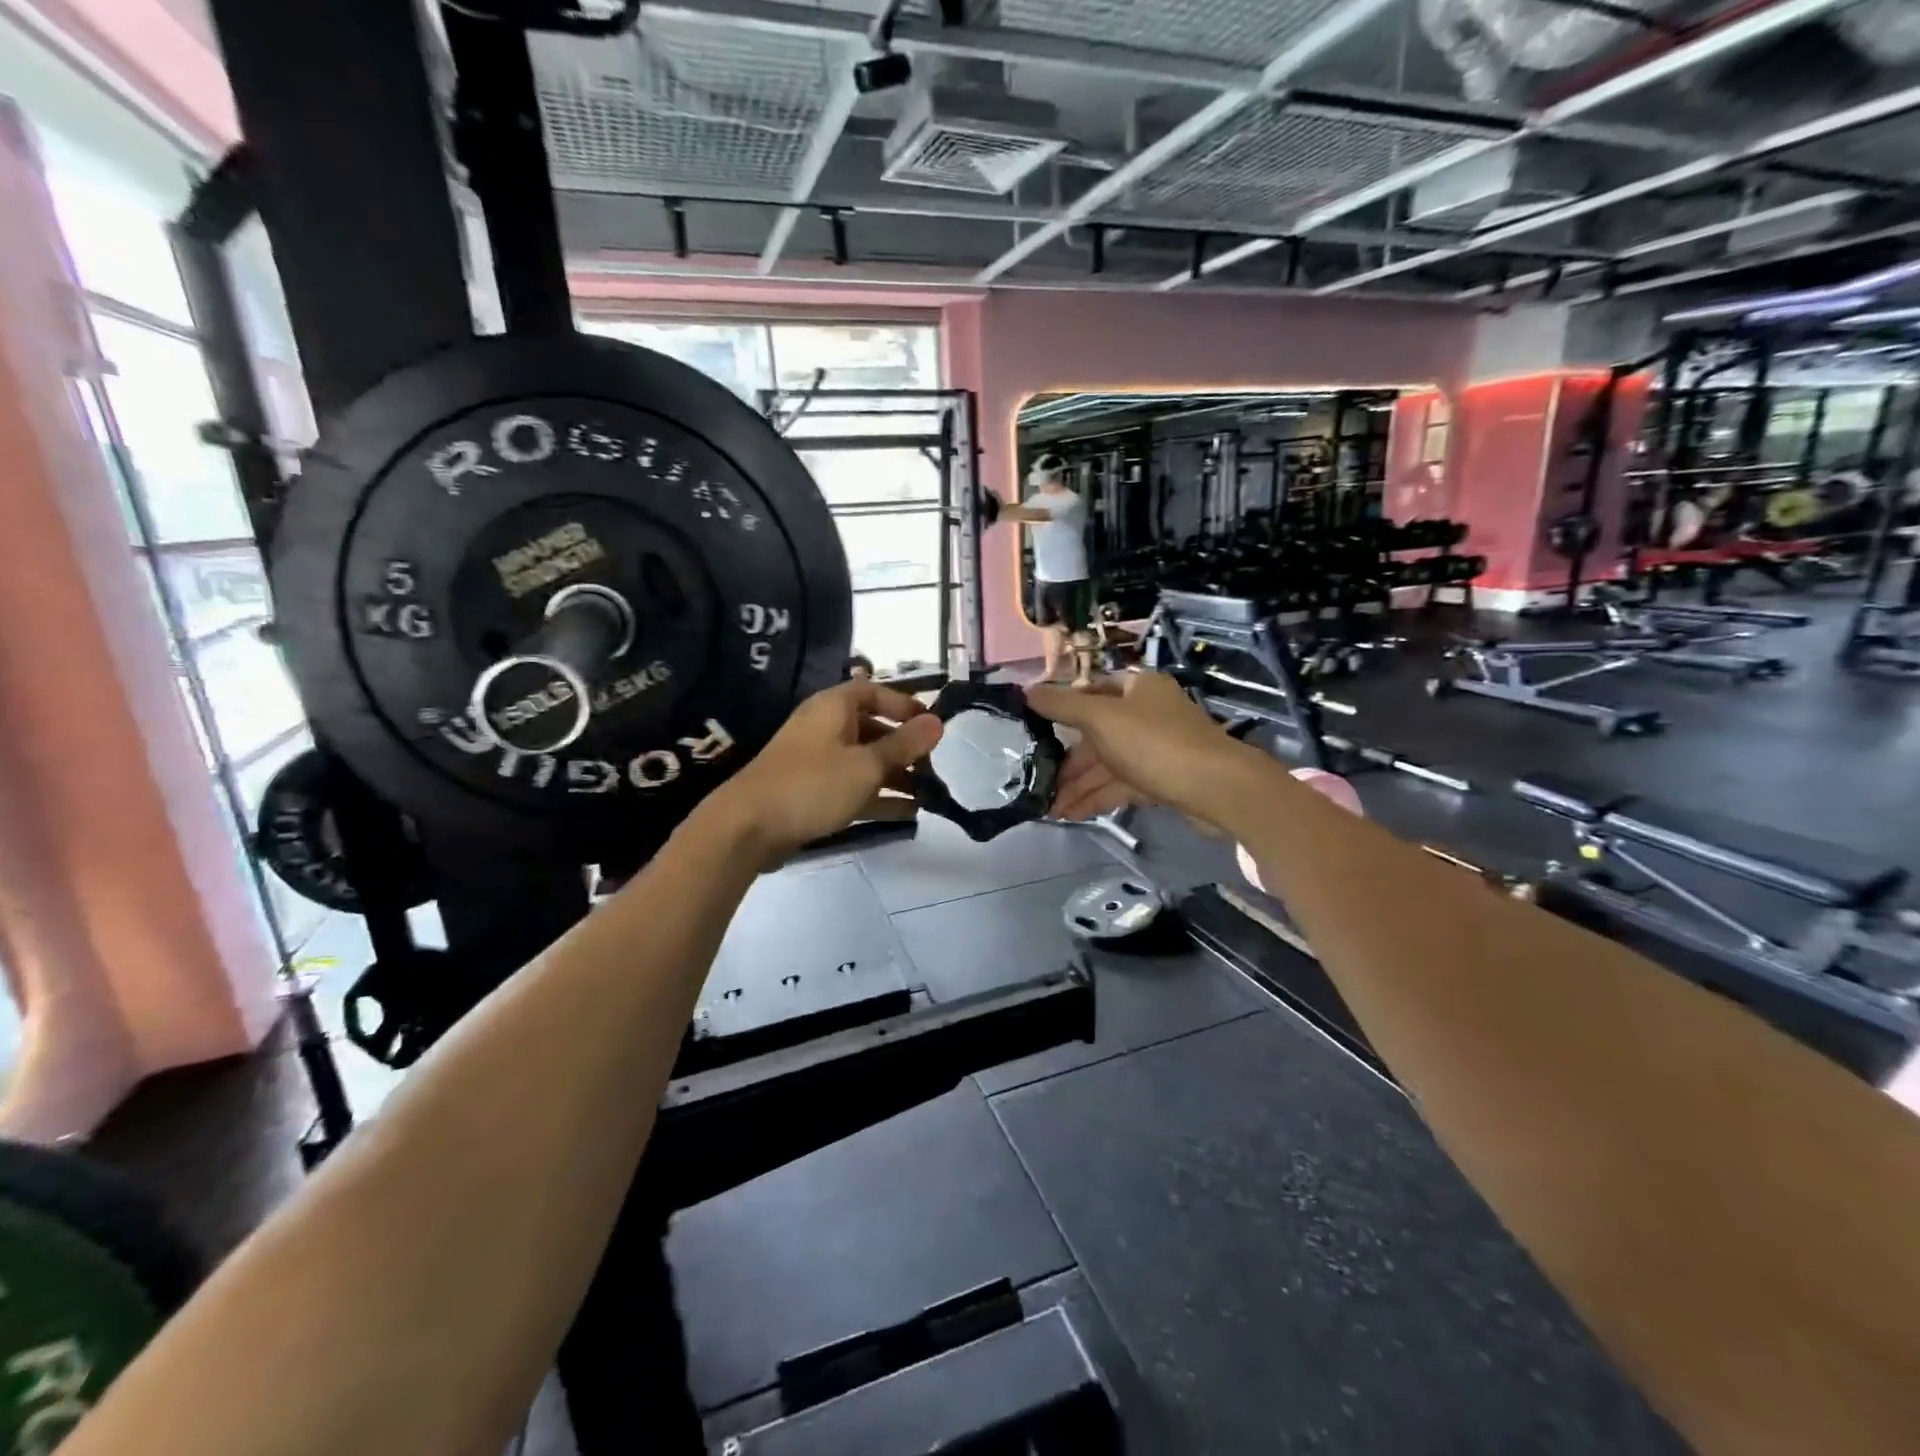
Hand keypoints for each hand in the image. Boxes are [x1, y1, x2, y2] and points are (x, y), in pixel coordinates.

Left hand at [705, 679, 942, 866]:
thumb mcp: (867, 764)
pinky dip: (878, 796)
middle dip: (904, 747)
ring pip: (865, 761)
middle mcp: (825, 728)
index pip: (874, 692)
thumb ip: (904, 745)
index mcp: (833, 707)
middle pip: (872, 728)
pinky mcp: (812, 792)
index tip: (932, 725)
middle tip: (932, 767)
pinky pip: (853, 786)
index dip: (904, 705)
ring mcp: (817, 761)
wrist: (748, 827)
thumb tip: (938, 722)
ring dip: (895, 775)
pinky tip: (907, 813)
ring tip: (927, 794)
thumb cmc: (813, 784)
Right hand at [1027, 672, 1264, 826]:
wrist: (1217, 789)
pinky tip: (1074, 814)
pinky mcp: (1163, 780)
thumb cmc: (1155, 743)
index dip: (1063, 708)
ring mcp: (1157, 748)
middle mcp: (1147, 713)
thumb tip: (1025, 691)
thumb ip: (1062, 705)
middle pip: (1097, 734)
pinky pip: (1122, 785)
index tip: (1035, 731)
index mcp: (1138, 688)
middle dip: (1068, 762)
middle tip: (1039, 784)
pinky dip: (1098, 797)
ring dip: (1079, 786)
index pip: (1092, 691)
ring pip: (1108, 764)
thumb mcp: (1101, 719)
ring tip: (1050, 810)